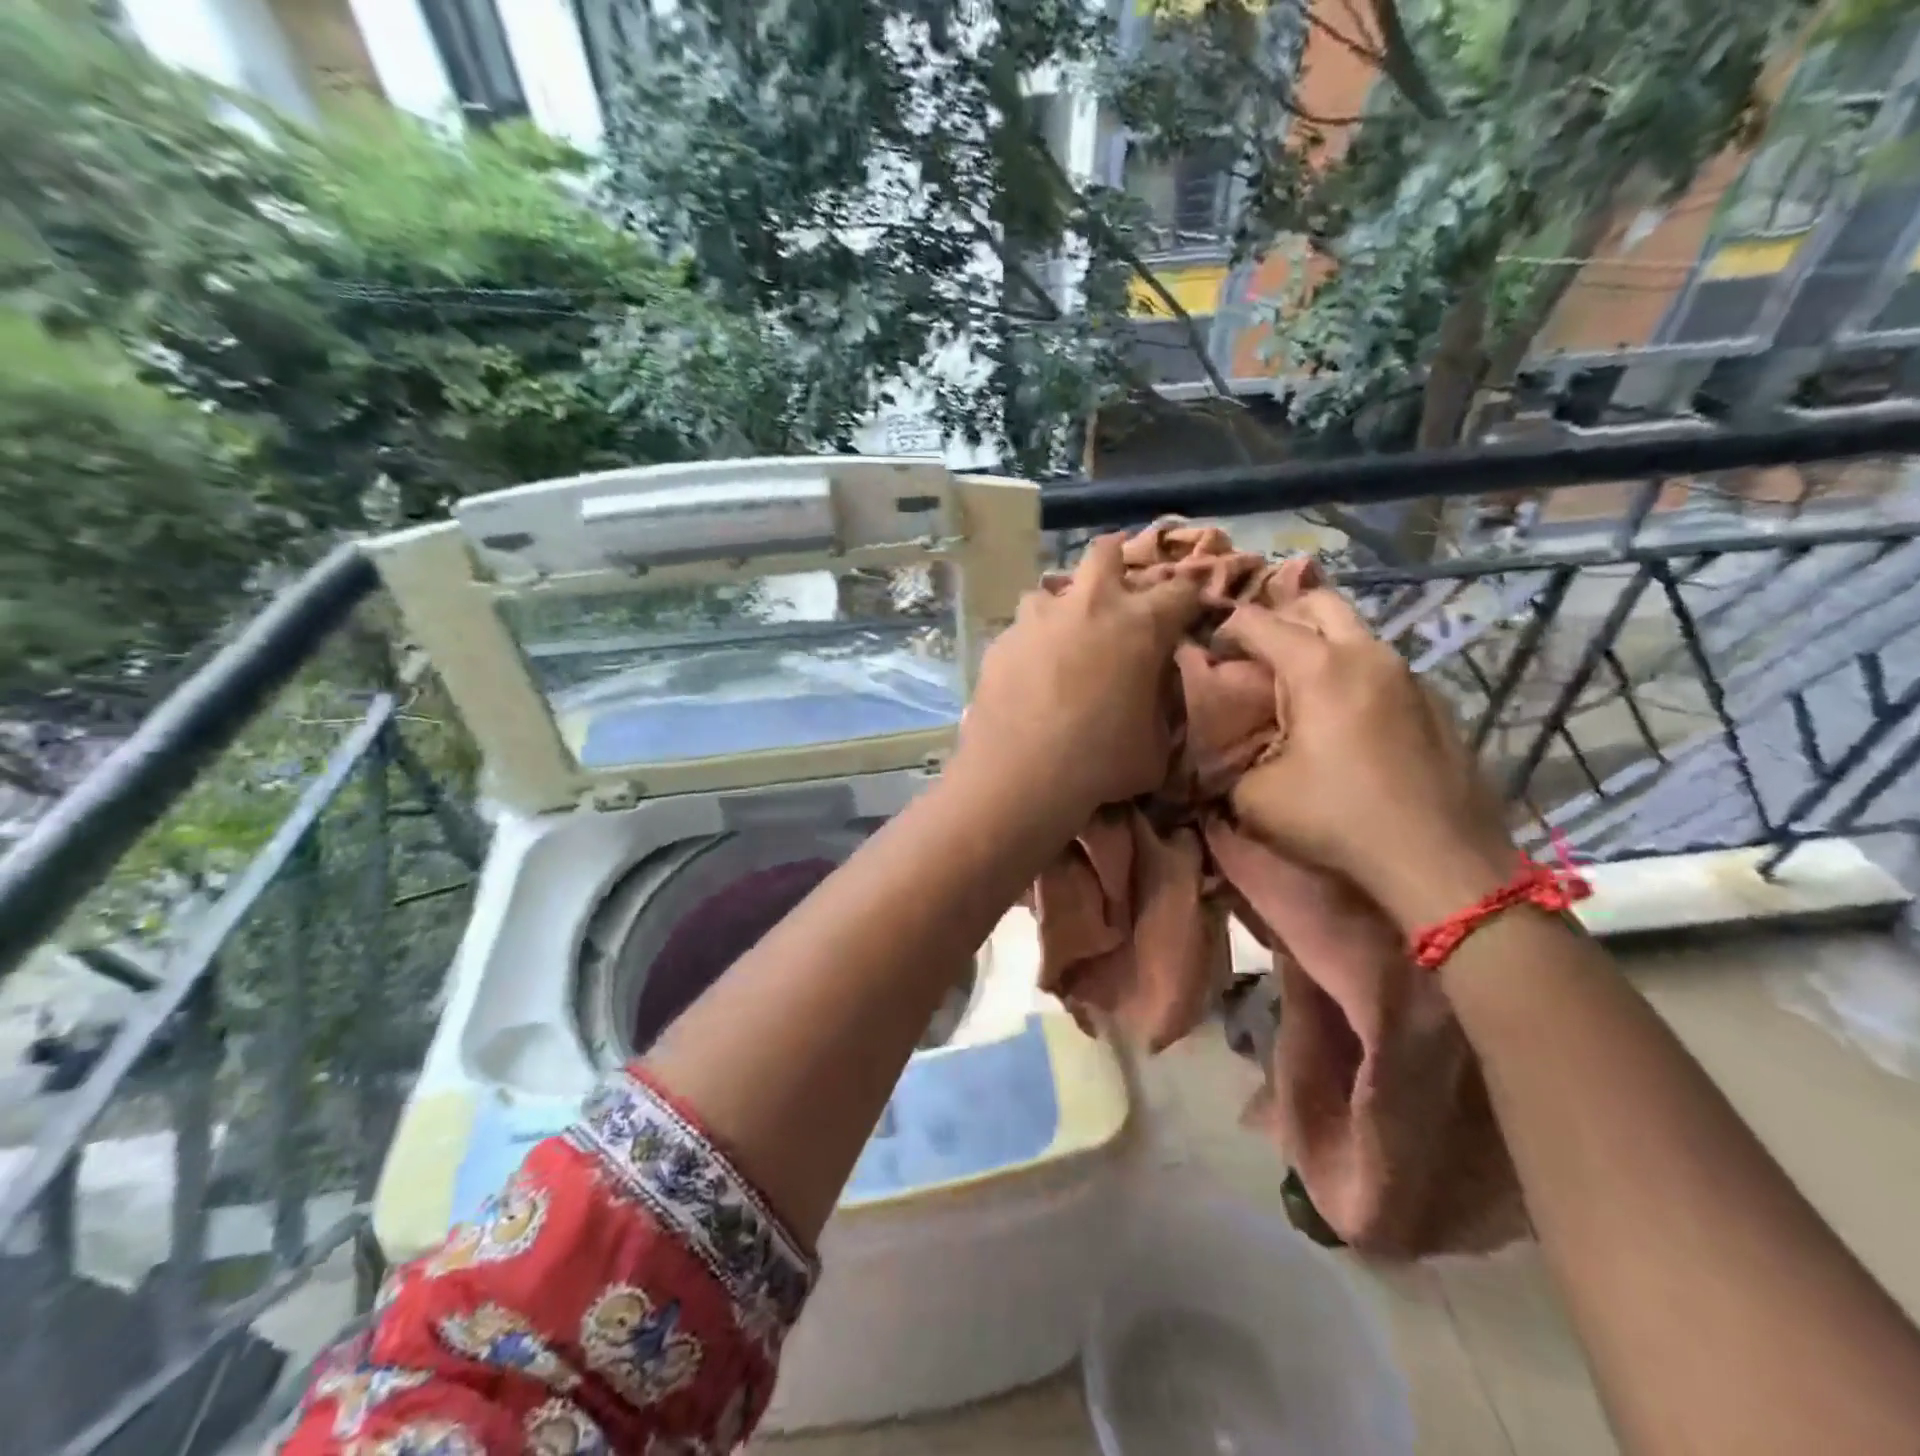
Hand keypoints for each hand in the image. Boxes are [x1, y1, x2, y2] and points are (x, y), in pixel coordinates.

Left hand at [956, 533, 1200, 823]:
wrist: (1019, 774)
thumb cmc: (1099, 762)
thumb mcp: (1154, 746)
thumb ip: (1159, 709)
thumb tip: (1151, 698)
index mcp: (1141, 624)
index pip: (1182, 588)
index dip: (1189, 597)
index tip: (1187, 612)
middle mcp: (1089, 605)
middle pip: (1106, 552)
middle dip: (1116, 561)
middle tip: (1117, 591)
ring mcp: (1038, 618)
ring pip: (1052, 591)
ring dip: (1064, 607)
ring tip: (1064, 639)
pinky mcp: (1001, 640)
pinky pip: (1022, 629)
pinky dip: (1031, 642)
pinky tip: (1028, 673)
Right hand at [1217, 589, 1517, 931]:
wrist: (1436, 858)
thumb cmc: (1336, 819)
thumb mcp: (1255, 798)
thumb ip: (1231, 763)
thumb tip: (1227, 757)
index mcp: (1318, 667)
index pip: (1258, 621)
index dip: (1225, 629)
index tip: (1209, 653)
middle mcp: (1367, 655)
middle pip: (1318, 602)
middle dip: (1281, 616)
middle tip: (1258, 653)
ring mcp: (1409, 675)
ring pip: (1357, 632)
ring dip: (1321, 644)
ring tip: (1298, 685)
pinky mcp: (1435, 702)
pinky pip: (1382, 668)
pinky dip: (1353, 673)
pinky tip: (1343, 718)